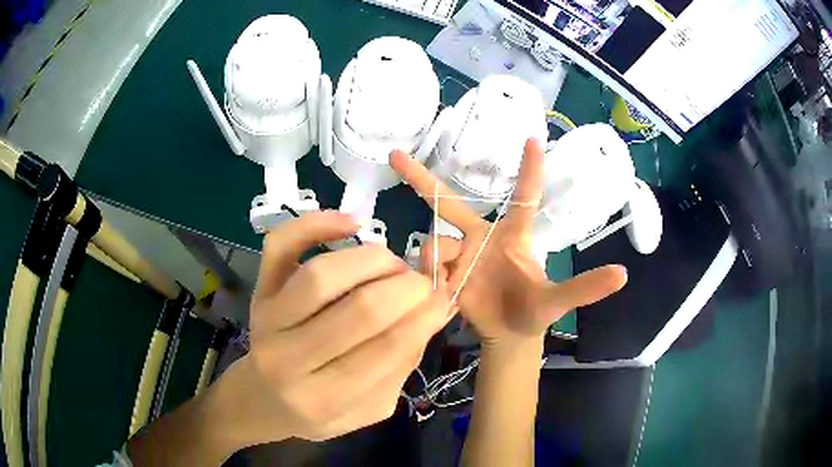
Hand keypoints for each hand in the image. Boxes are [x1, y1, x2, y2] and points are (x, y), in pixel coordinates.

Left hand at [213, 211, 450, 447]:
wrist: (261, 399)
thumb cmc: (317, 411)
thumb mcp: (366, 410)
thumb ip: (400, 367)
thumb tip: (434, 309)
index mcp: (323, 398)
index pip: (387, 348)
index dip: (425, 315)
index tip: (444, 297)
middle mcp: (289, 358)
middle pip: (359, 309)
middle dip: (406, 287)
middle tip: (423, 282)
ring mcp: (267, 319)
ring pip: (322, 275)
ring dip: (373, 260)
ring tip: (393, 263)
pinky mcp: (258, 290)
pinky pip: (281, 246)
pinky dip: (315, 224)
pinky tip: (351, 223)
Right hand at [390, 139, 627, 344]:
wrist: (508, 336)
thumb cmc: (534, 311)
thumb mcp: (558, 300)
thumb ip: (585, 288)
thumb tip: (624, 274)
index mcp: (514, 236)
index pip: (524, 196)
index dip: (529, 169)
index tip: (533, 137)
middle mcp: (482, 238)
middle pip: (449, 203)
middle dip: (422, 179)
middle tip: (395, 156)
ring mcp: (460, 255)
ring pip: (437, 242)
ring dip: (440, 261)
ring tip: (452, 289)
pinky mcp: (443, 274)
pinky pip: (427, 266)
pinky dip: (430, 277)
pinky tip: (442, 294)